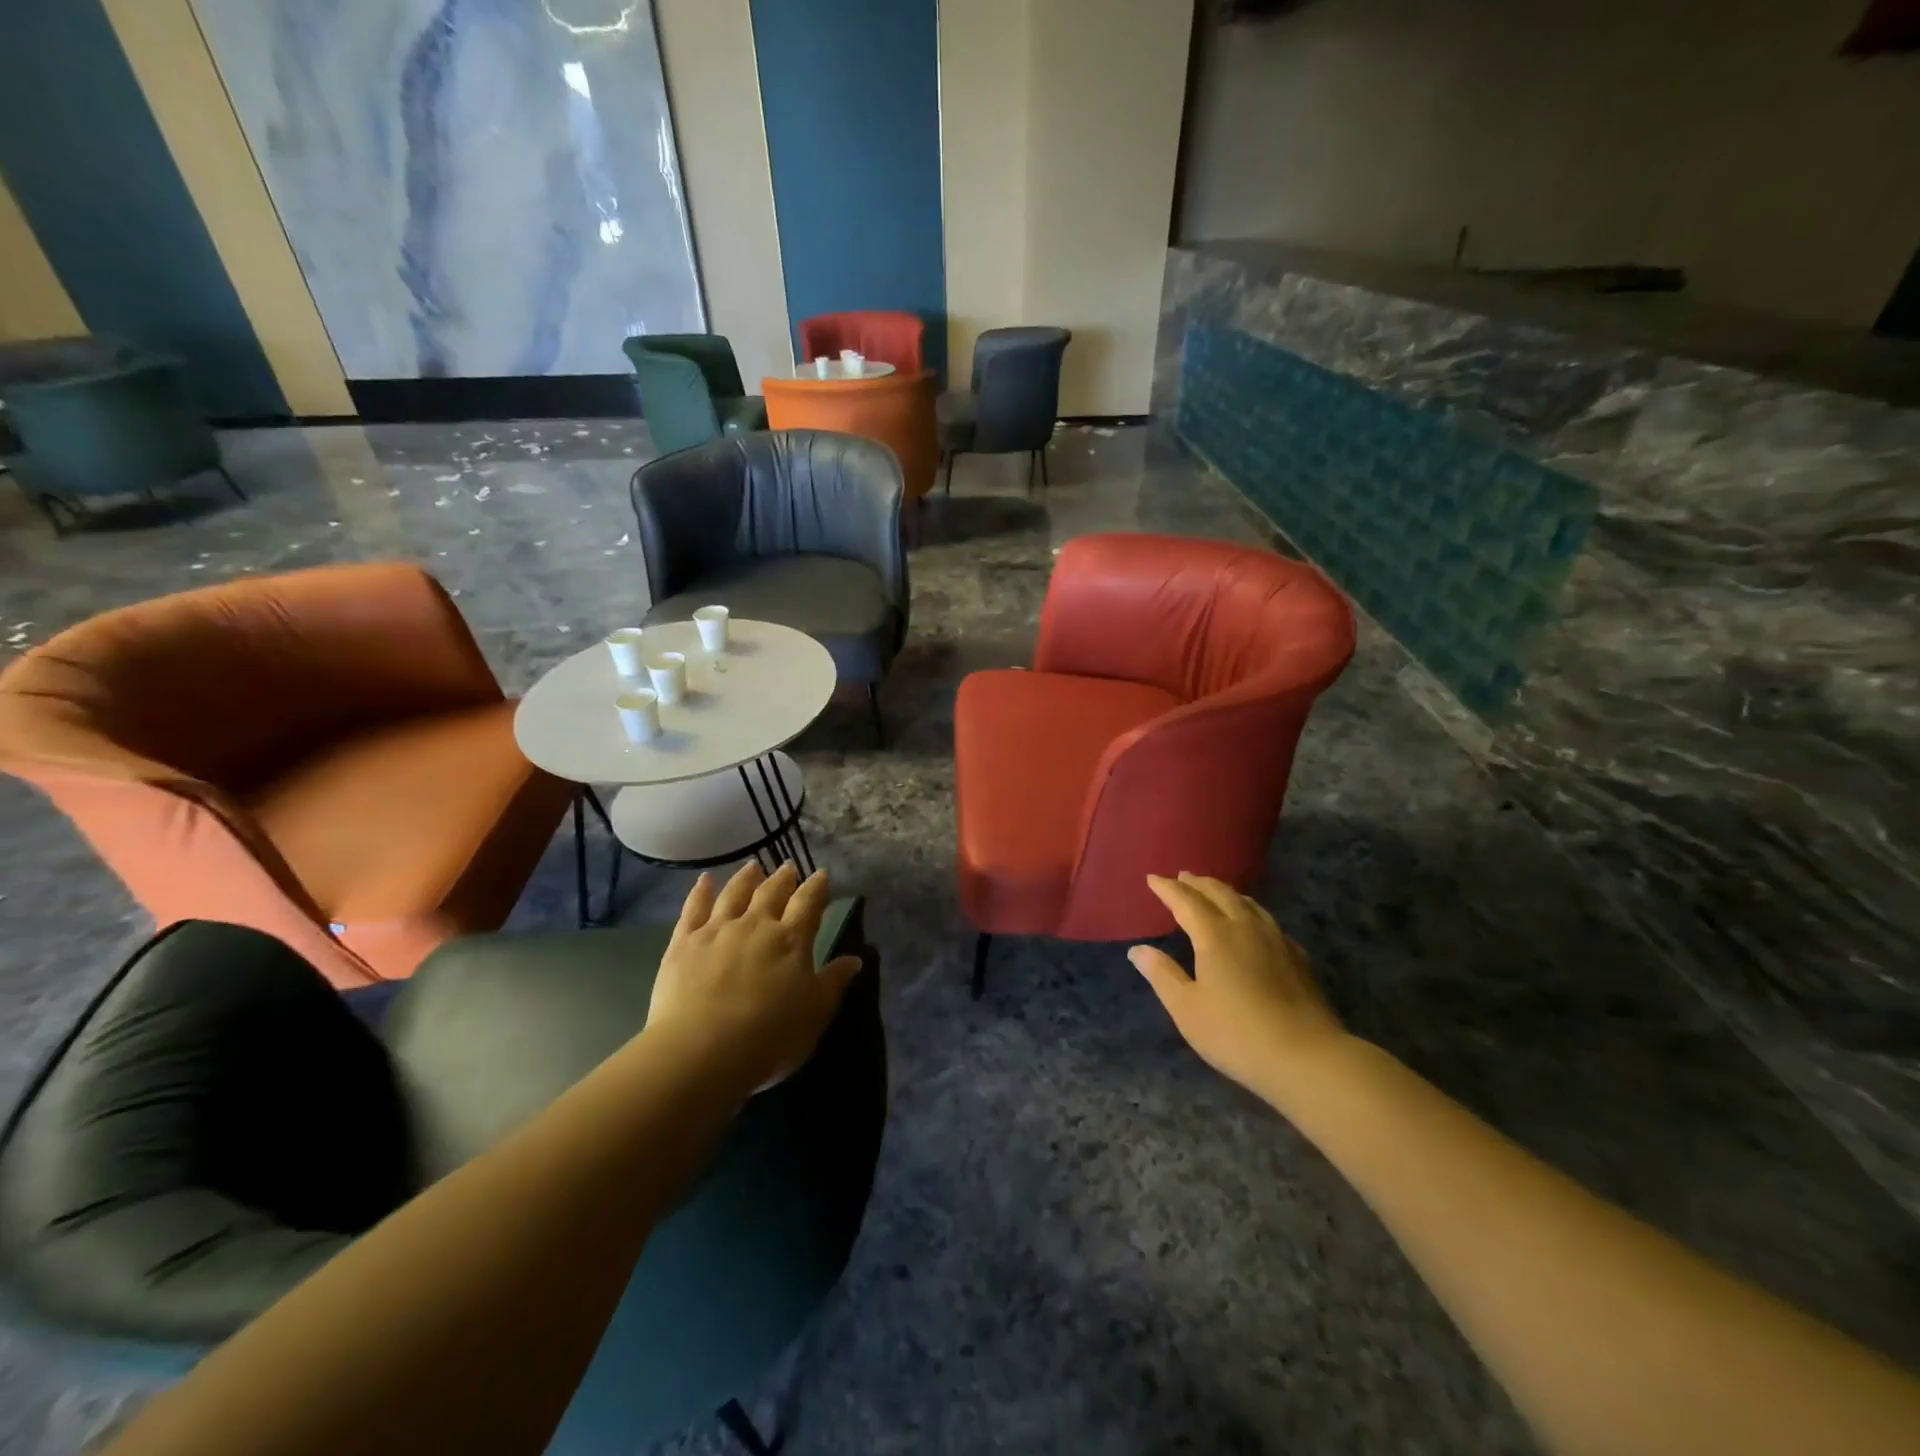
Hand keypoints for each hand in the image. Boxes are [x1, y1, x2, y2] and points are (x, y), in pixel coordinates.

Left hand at [646, 862, 863, 1094]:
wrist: (701, 1051)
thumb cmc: (768, 1037)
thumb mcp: (814, 1014)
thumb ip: (833, 983)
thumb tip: (854, 959)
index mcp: (792, 940)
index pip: (808, 903)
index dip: (816, 887)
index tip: (821, 874)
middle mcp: (756, 925)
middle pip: (772, 892)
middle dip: (783, 878)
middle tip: (788, 867)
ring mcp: (717, 930)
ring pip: (734, 893)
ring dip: (746, 878)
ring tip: (753, 866)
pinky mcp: (684, 942)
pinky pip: (694, 908)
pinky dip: (701, 891)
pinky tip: (705, 880)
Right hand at [1130, 872, 1349, 1105]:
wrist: (1307, 1057)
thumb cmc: (1236, 1033)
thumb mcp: (1187, 1009)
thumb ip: (1162, 974)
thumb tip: (1138, 949)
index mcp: (1214, 935)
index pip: (1186, 901)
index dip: (1167, 889)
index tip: (1153, 878)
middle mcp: (1245, 927)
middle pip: (1219, 894)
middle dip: (1197, 883)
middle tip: (1182, 877)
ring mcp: (1275, 940)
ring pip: (1247, 903)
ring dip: (1225, 892)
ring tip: (1214, 891)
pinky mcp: (1297, 957)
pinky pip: (1267, 920)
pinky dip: (1250, 911)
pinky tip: (1254, 924)